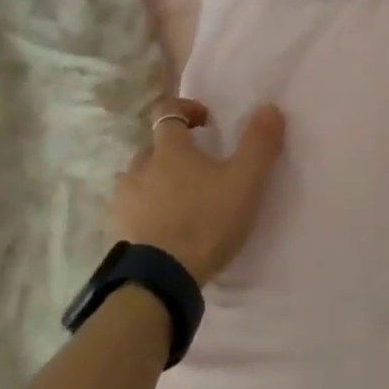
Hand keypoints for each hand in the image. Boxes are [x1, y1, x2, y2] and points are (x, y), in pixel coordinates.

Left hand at [110, 97, 286, 285]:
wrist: (160, 280)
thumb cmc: (205, 222)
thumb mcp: (244, 182)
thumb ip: (259, 144)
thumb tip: (270, 108)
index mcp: (169, 149)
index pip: (167, 111)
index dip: (186, 109)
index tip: (205, 121)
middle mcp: (139, 166)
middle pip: (155, 147)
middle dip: (175, 152)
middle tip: (201, 171)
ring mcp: (124, 199)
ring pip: (141, 178)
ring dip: (158, 182)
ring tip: (183, 202)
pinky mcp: (118, 229)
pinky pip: (133, 209)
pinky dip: (147, 211)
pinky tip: (166, 229)